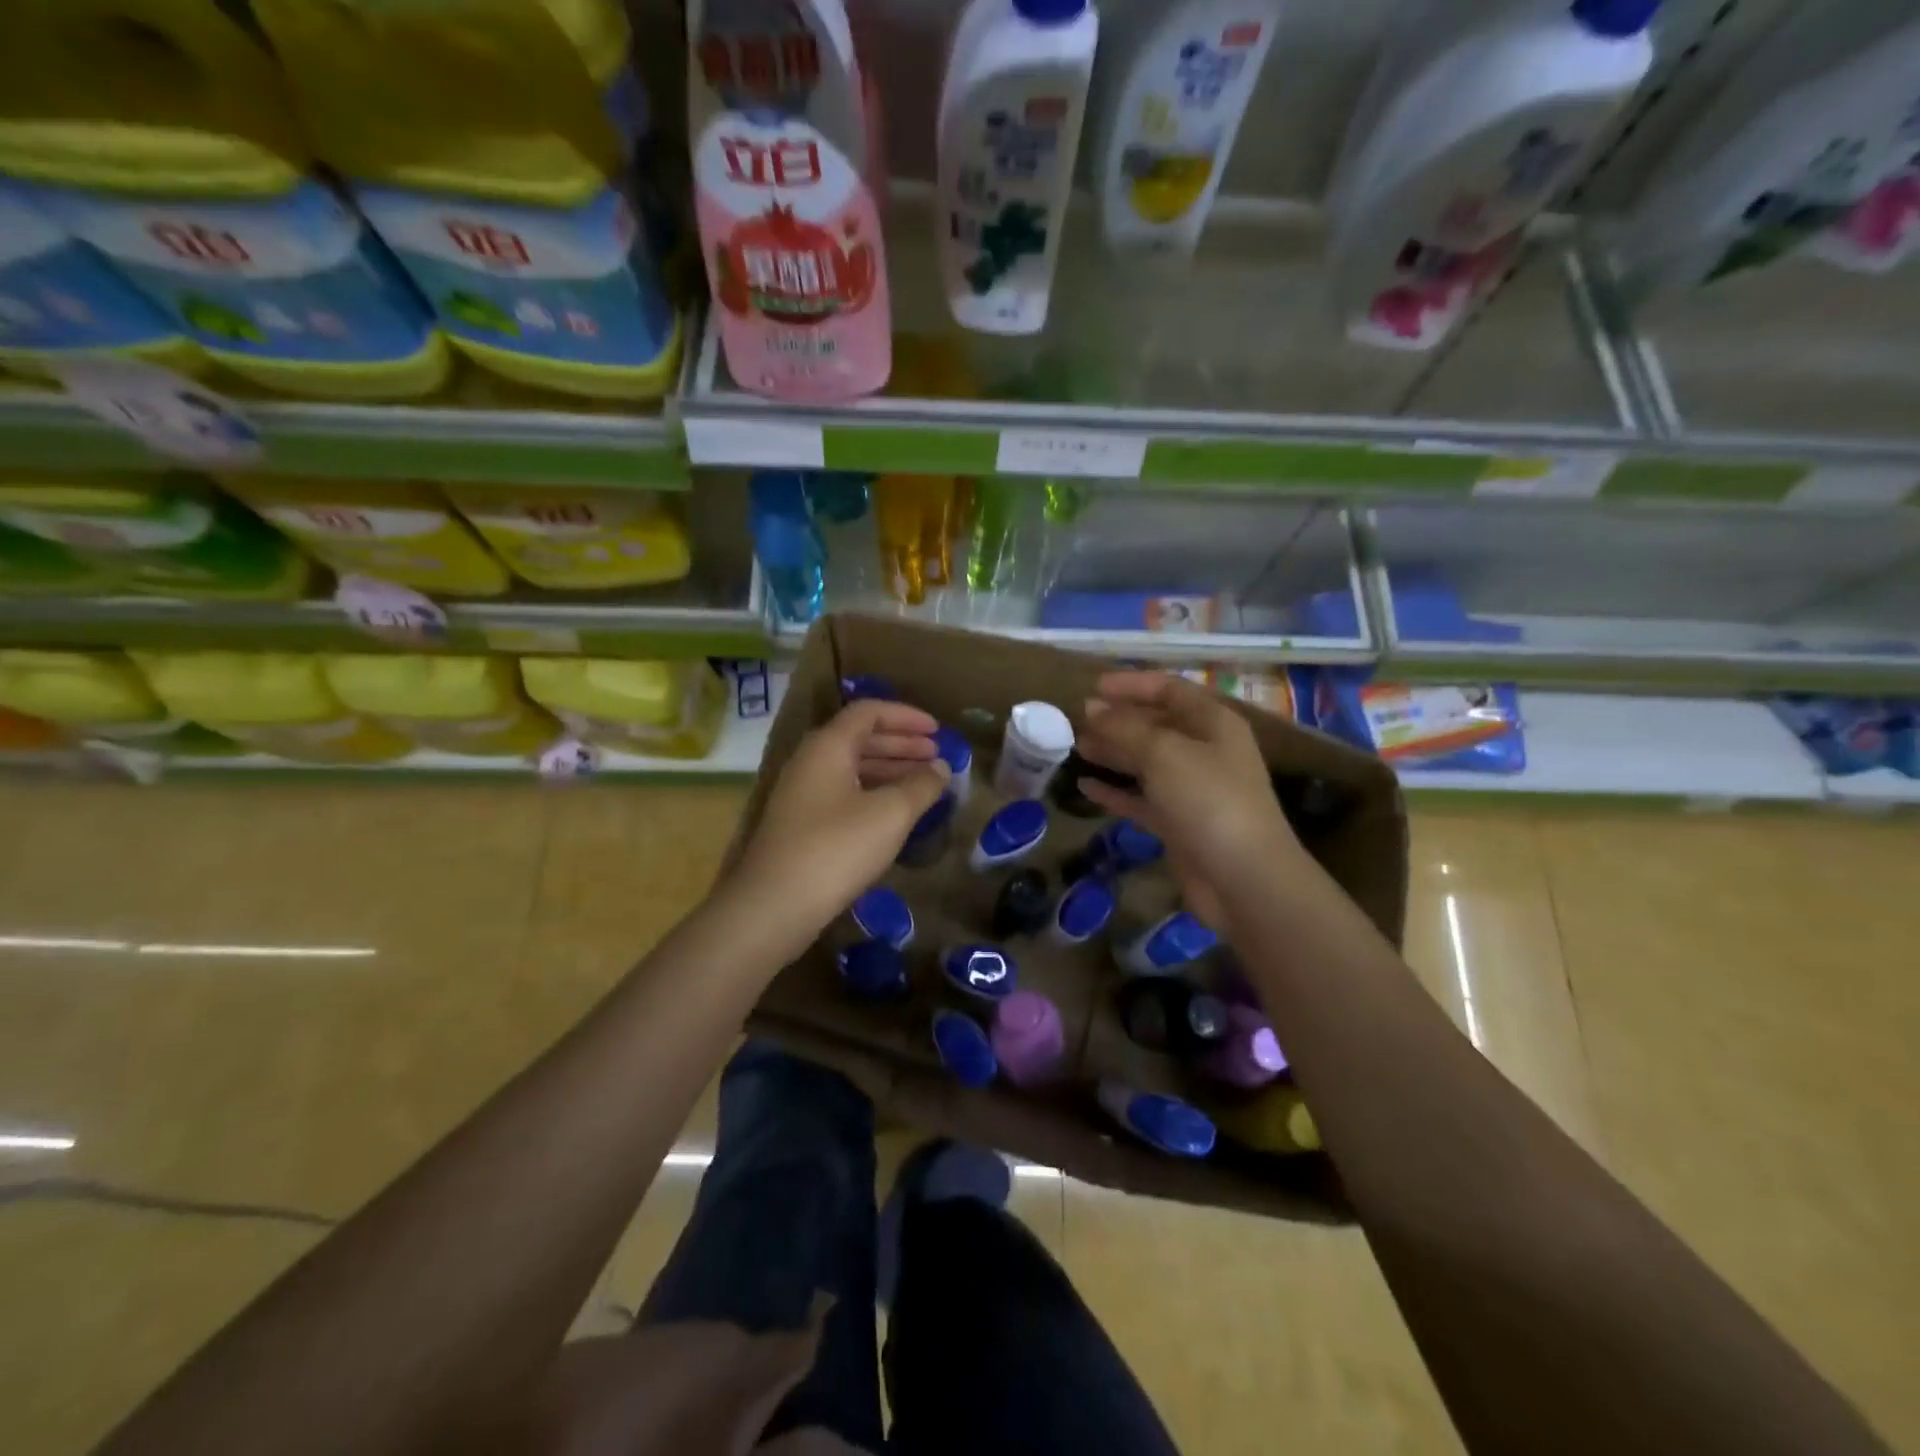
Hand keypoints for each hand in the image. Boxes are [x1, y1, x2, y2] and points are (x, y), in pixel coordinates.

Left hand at [731, 700, 950, 935]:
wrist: (775, 904)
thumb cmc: (837, 848)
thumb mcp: (890, 814)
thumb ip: (921, 785)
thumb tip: (941, 767)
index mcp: (828, 746)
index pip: (869, 712)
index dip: (906, 716)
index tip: (938, 732)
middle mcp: (810, 761)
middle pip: (860, 738)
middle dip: (902, 744)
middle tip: (936, 757)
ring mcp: (802, 793)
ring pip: (852, 767)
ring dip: (890, 770)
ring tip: (924, 784)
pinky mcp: (801, 823)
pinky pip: (844, 793)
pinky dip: (874, 793)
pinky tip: (895, 814)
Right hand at [1076, 671, 1300, 925]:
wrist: (1243, 878)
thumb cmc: (1208, 800)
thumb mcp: (1163, 752)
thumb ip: (1124, 728)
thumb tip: (1091, 708)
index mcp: (1212, 723)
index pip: (1169, 690)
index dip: (1132, 685)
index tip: (1092, 687)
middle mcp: (1205, 751)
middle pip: (1157, 725)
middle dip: (1119, 720)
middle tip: (1078, 721)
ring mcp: (1192, 790)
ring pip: (1147, 762)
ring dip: (1114, 753)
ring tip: (1077, 747)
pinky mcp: (1179, 824)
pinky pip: (1142, 799)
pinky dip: (1116, 791)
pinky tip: (1087, 787)